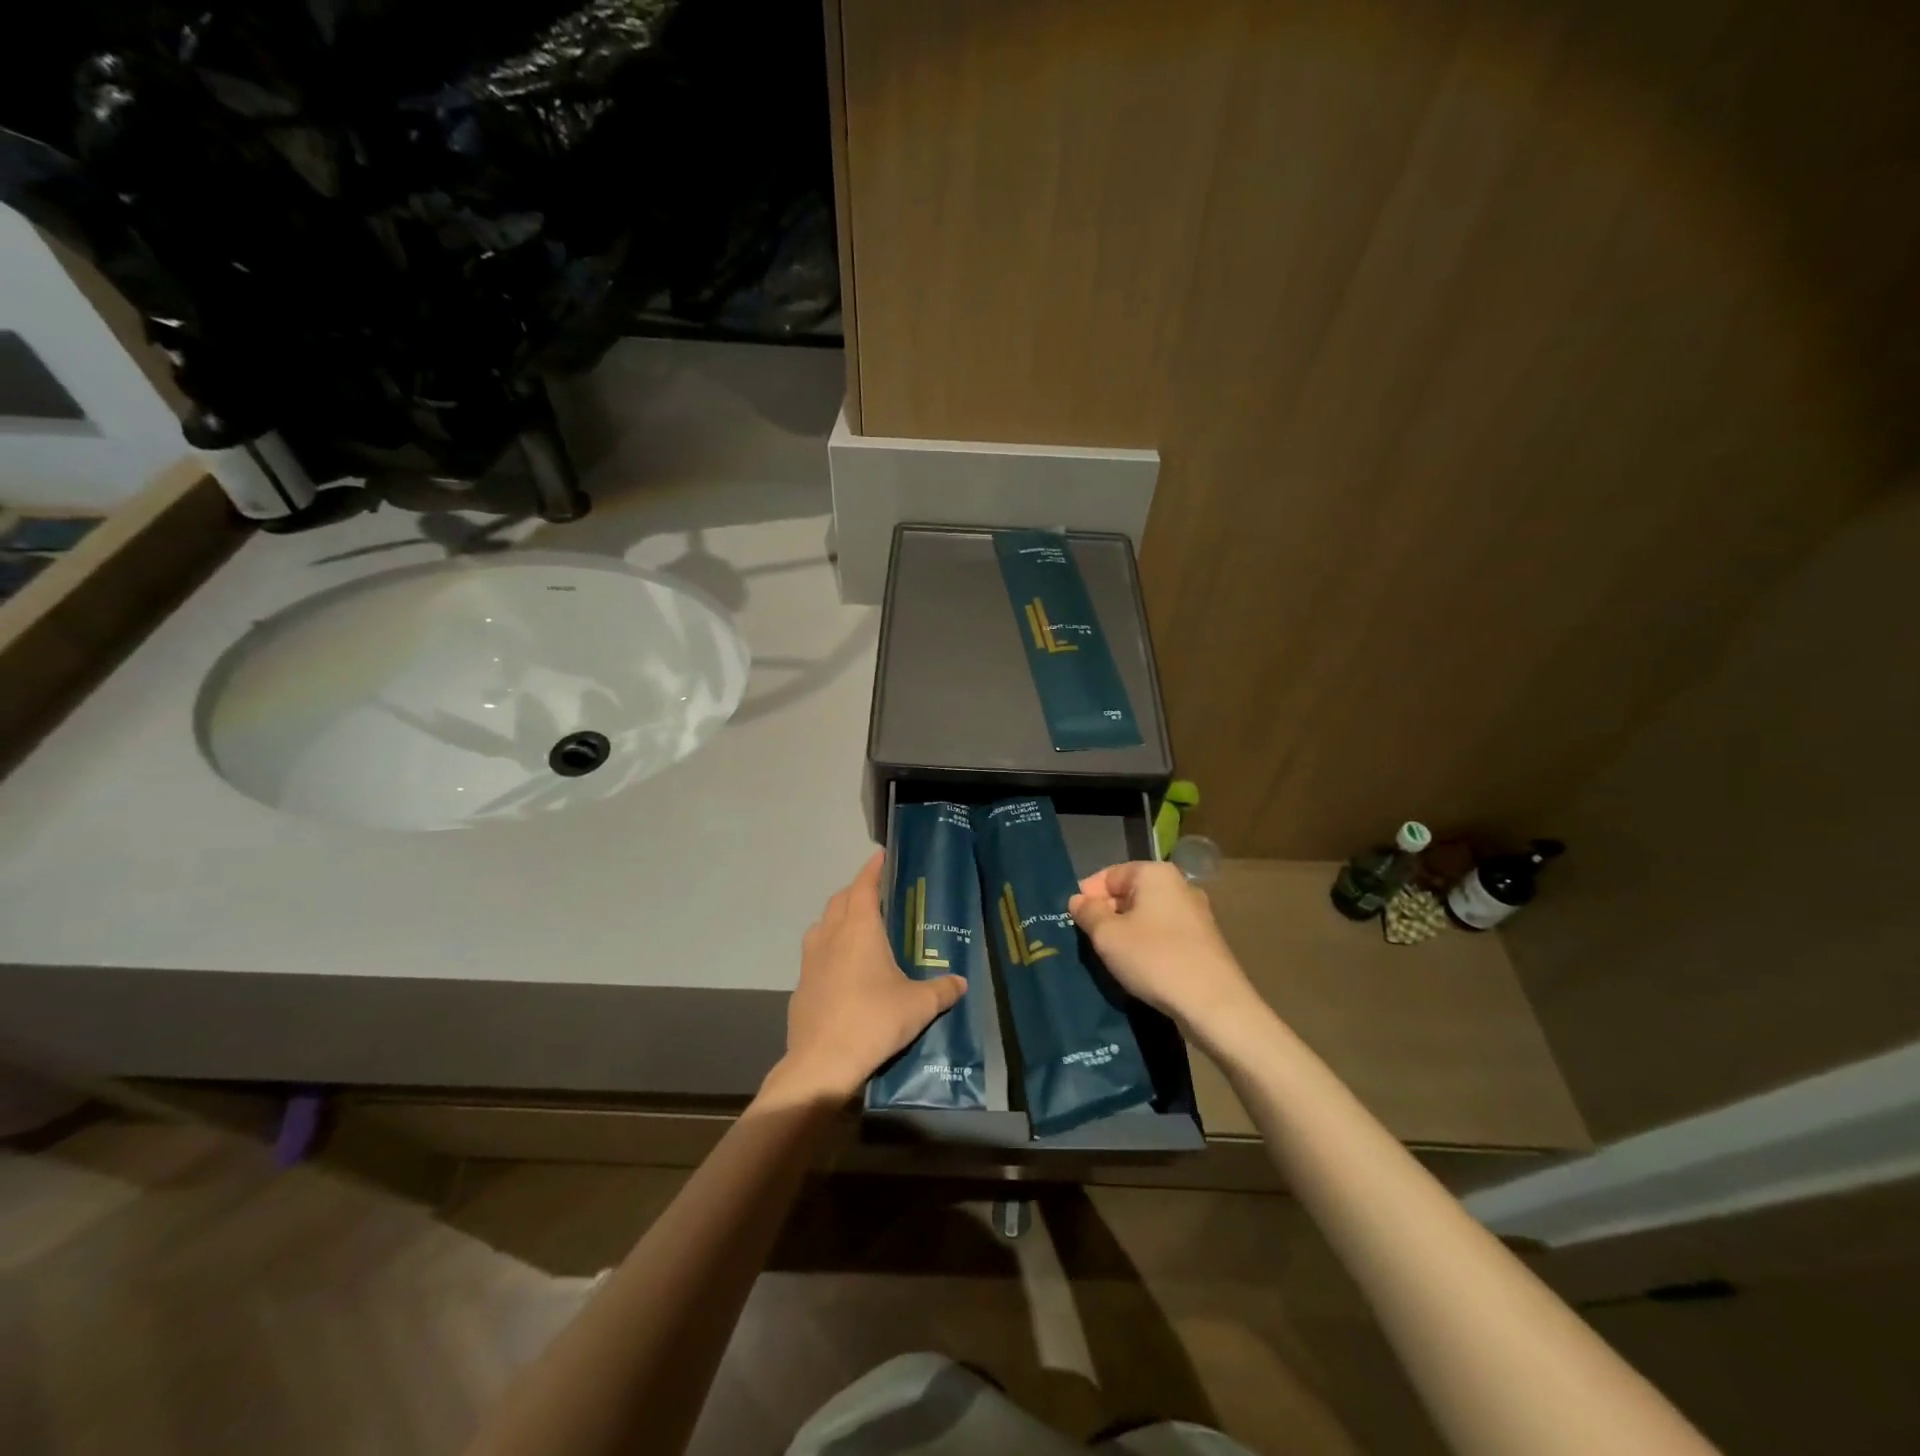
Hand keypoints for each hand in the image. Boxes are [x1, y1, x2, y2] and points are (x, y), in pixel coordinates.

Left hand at [772, 850, 966, 1102]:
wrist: (823, 1061)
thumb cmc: (874, 1020)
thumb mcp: (919, 1005)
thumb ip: (942, 990)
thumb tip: (961, 983)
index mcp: (859, 929)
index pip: (864, 886)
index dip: (873, 869)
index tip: (881, 855)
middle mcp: (831, 935)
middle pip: (840, 900)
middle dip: (856, 891)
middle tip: (875, 894)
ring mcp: (810, 960)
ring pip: (822, 925)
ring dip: (838, 918)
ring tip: (857, 928)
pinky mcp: (800, 985)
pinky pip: (815, 955)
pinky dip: (828, 950)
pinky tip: (842, 971)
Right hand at [1069, 861, 1258, 1033]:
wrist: (1214, 1004)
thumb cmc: (1155, 959)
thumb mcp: (1108, 936)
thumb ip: (1088, 913)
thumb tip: (1078, 900)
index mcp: (1155, 873)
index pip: (1109, 875)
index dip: (1087, 896)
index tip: (1074, 922)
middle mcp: (1179, 885)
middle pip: (1129, 893)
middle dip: (1106, 914)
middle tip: (1089, 941)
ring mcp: (1195, 913)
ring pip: (1146, 915)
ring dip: (1126, 932)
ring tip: (1111, 957)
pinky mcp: (1204, 940)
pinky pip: (1164, 933)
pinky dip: (1147, 945)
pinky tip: (1139, 967)